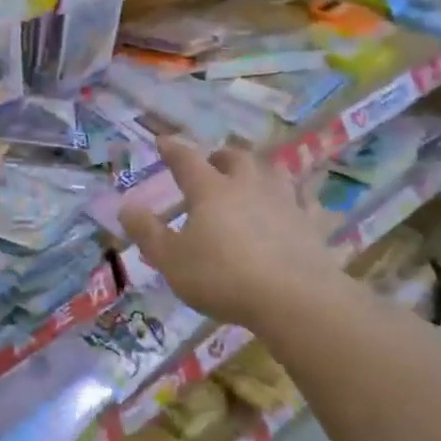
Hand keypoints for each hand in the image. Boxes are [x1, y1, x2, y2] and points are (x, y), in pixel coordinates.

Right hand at [120, 138, 364, 330]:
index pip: (187, 160)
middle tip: (213, 163)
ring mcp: (286, 202)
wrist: (295, 299)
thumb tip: (126, 206)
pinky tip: (304, 207)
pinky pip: (310, 204)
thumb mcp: (171, 261)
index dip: (173, 149)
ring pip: (276, 173)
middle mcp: (249, 186)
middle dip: (221, 156)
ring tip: (256, 177)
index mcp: (211, 190)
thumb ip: (147, 232)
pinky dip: (303, 201)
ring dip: (262, 170)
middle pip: (236, 158)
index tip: (163, 141)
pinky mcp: (314, 225)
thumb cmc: (223, 278)